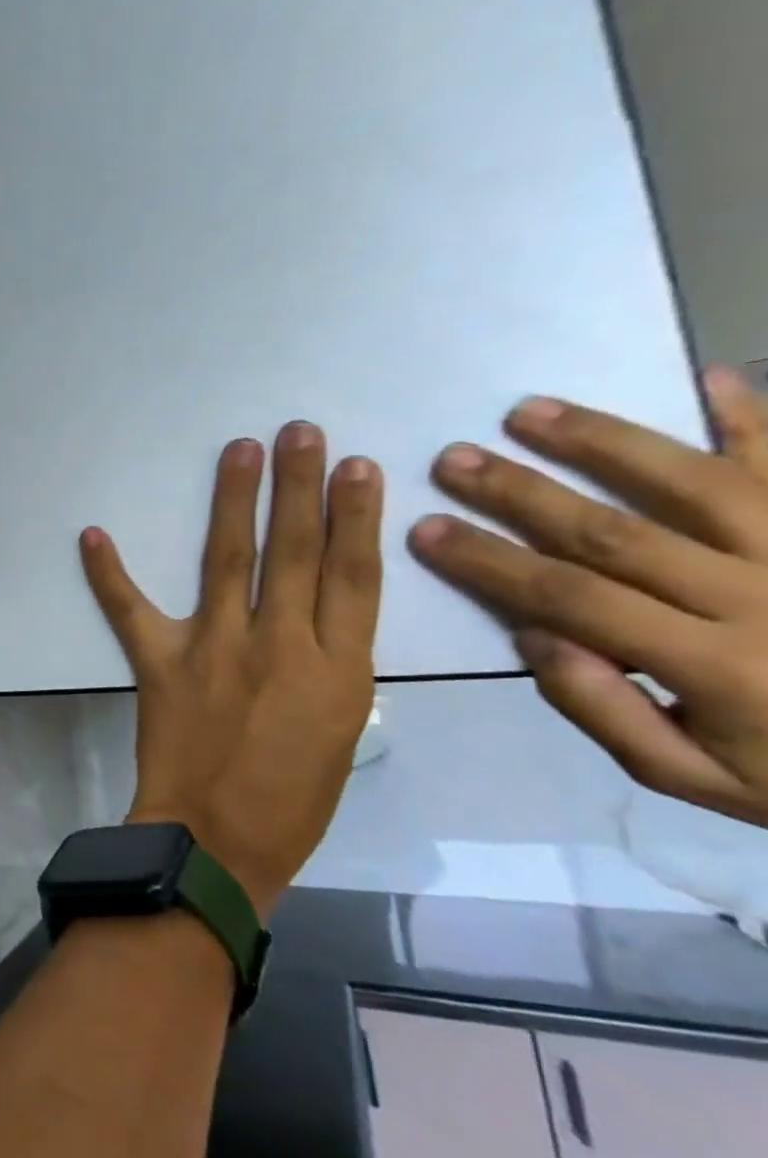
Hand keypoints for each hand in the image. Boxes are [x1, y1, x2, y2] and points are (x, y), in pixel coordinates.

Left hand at [80, 422, 383, 915]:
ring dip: (232, 501)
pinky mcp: (159, 663)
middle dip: (298, 488)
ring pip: (227, 560)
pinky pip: (128, 608)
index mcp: (340, 671)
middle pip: (293, 552)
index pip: (352, 576)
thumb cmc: (291, 800)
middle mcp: (281, 646)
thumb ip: (332, 668)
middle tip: (299, 433)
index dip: (356, 518)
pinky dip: (108, 571)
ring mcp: (214, 649)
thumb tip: (317, 619)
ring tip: (238, 452)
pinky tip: (93, 533)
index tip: (359, 467)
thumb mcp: (341, 731)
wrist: (217, 841)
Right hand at [410, 369, 767, 831]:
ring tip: (530, 410)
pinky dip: (755, 418)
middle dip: (521, 492)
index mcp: (713, 665)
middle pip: (614, 532)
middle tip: (453, 459)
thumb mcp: (696, 778)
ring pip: (695, 483)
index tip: (424, 530)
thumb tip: (534, 637)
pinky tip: (707, 378)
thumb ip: (605, 712)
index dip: (488, 561)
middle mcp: (759, 597)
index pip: (569, 598)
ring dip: (604, 443)